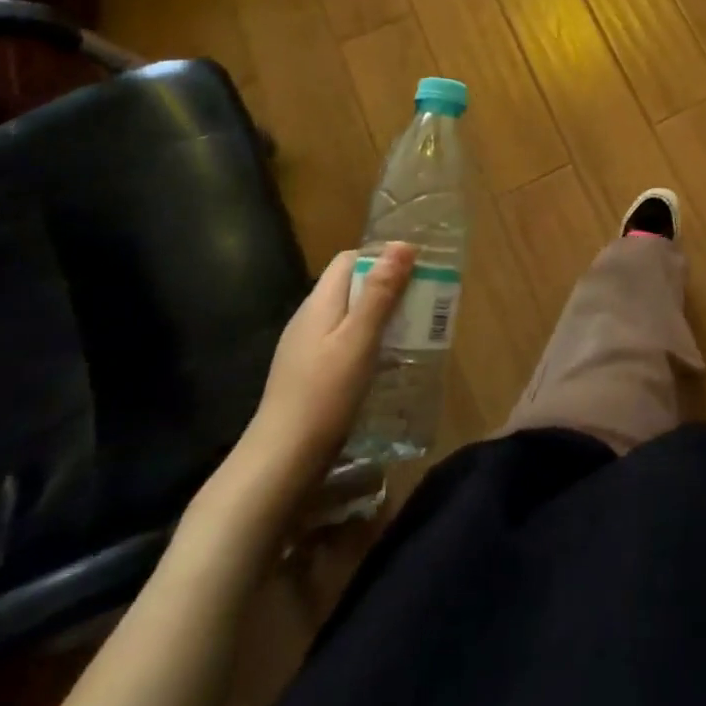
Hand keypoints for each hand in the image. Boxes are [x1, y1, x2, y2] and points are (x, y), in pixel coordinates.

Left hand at [242, 244, 413, 489]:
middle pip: (351, 287)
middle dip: (388, 288)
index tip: (416, 270)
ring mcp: (306, 348)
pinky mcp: (309, 375)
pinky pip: (344, 343)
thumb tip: (401, 244)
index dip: (382, 258)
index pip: (350, 259)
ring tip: (413, 330)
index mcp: (319, 303)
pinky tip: (386, 363)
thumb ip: (380, 293)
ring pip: (349, 316)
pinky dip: (369, 343)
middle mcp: (309, 318)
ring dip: (381, 317)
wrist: (281, 461)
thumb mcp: (359, 339)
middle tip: (424, 302)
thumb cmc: (324, 394)